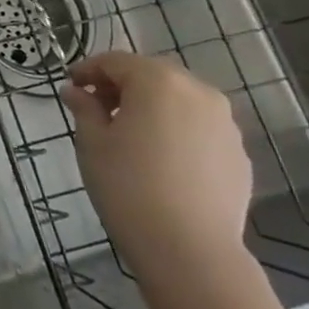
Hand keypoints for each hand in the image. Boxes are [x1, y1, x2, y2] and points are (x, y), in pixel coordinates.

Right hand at [61, 50, 253, 283]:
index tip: (71, 86)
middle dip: (122, 85)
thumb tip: (76, 91)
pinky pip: (199, 128)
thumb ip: (85, 108)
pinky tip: (160, 159)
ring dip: (152, 106)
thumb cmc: (127, 185)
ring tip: (129, 133)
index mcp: (158, 82)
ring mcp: (225, 124)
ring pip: (180, 100)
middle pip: (152, 74)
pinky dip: (176, 129)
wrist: (189, 248)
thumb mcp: (92, 142)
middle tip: (97, 107)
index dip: (88, 69)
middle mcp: (198, 92)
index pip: (116, 61)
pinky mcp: (238, 154)